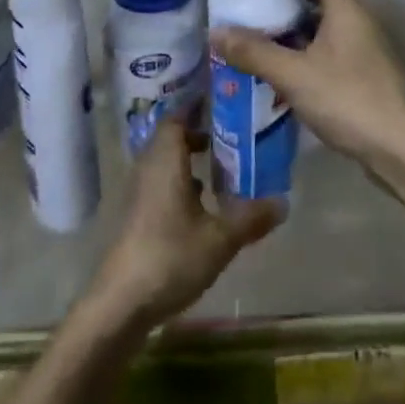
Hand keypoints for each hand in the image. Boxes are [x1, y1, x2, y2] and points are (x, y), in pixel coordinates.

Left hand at [91, 119, 280, 327]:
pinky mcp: (137, 216)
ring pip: (166, 162)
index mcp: (166, 161)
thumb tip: (283, 202)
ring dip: (190, 159)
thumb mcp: (220, 239)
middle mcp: (149, 169)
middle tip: (231, 131)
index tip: (220, 100)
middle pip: (171, 138)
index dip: (195, 107)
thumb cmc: (170, 257)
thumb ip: (251, 218)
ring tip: (222, 163)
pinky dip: (182, 182)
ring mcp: (140, 194)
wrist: (121, 302)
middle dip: (198, 131)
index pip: (176, 118)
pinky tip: (203, 202)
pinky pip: (162, 184)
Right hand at [210, 0, 404, 181]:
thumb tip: (216, 32)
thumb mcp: (295, 75)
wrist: (404, 150)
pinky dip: (308, 44)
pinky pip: (331, 46)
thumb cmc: (350, 100)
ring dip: (300, 18)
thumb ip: (255, 53)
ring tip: (265, 22)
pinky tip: (287, 62)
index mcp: (346, 8)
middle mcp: (359, 20)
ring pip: (328, 21)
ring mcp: (366, 48)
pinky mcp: (366, 74)